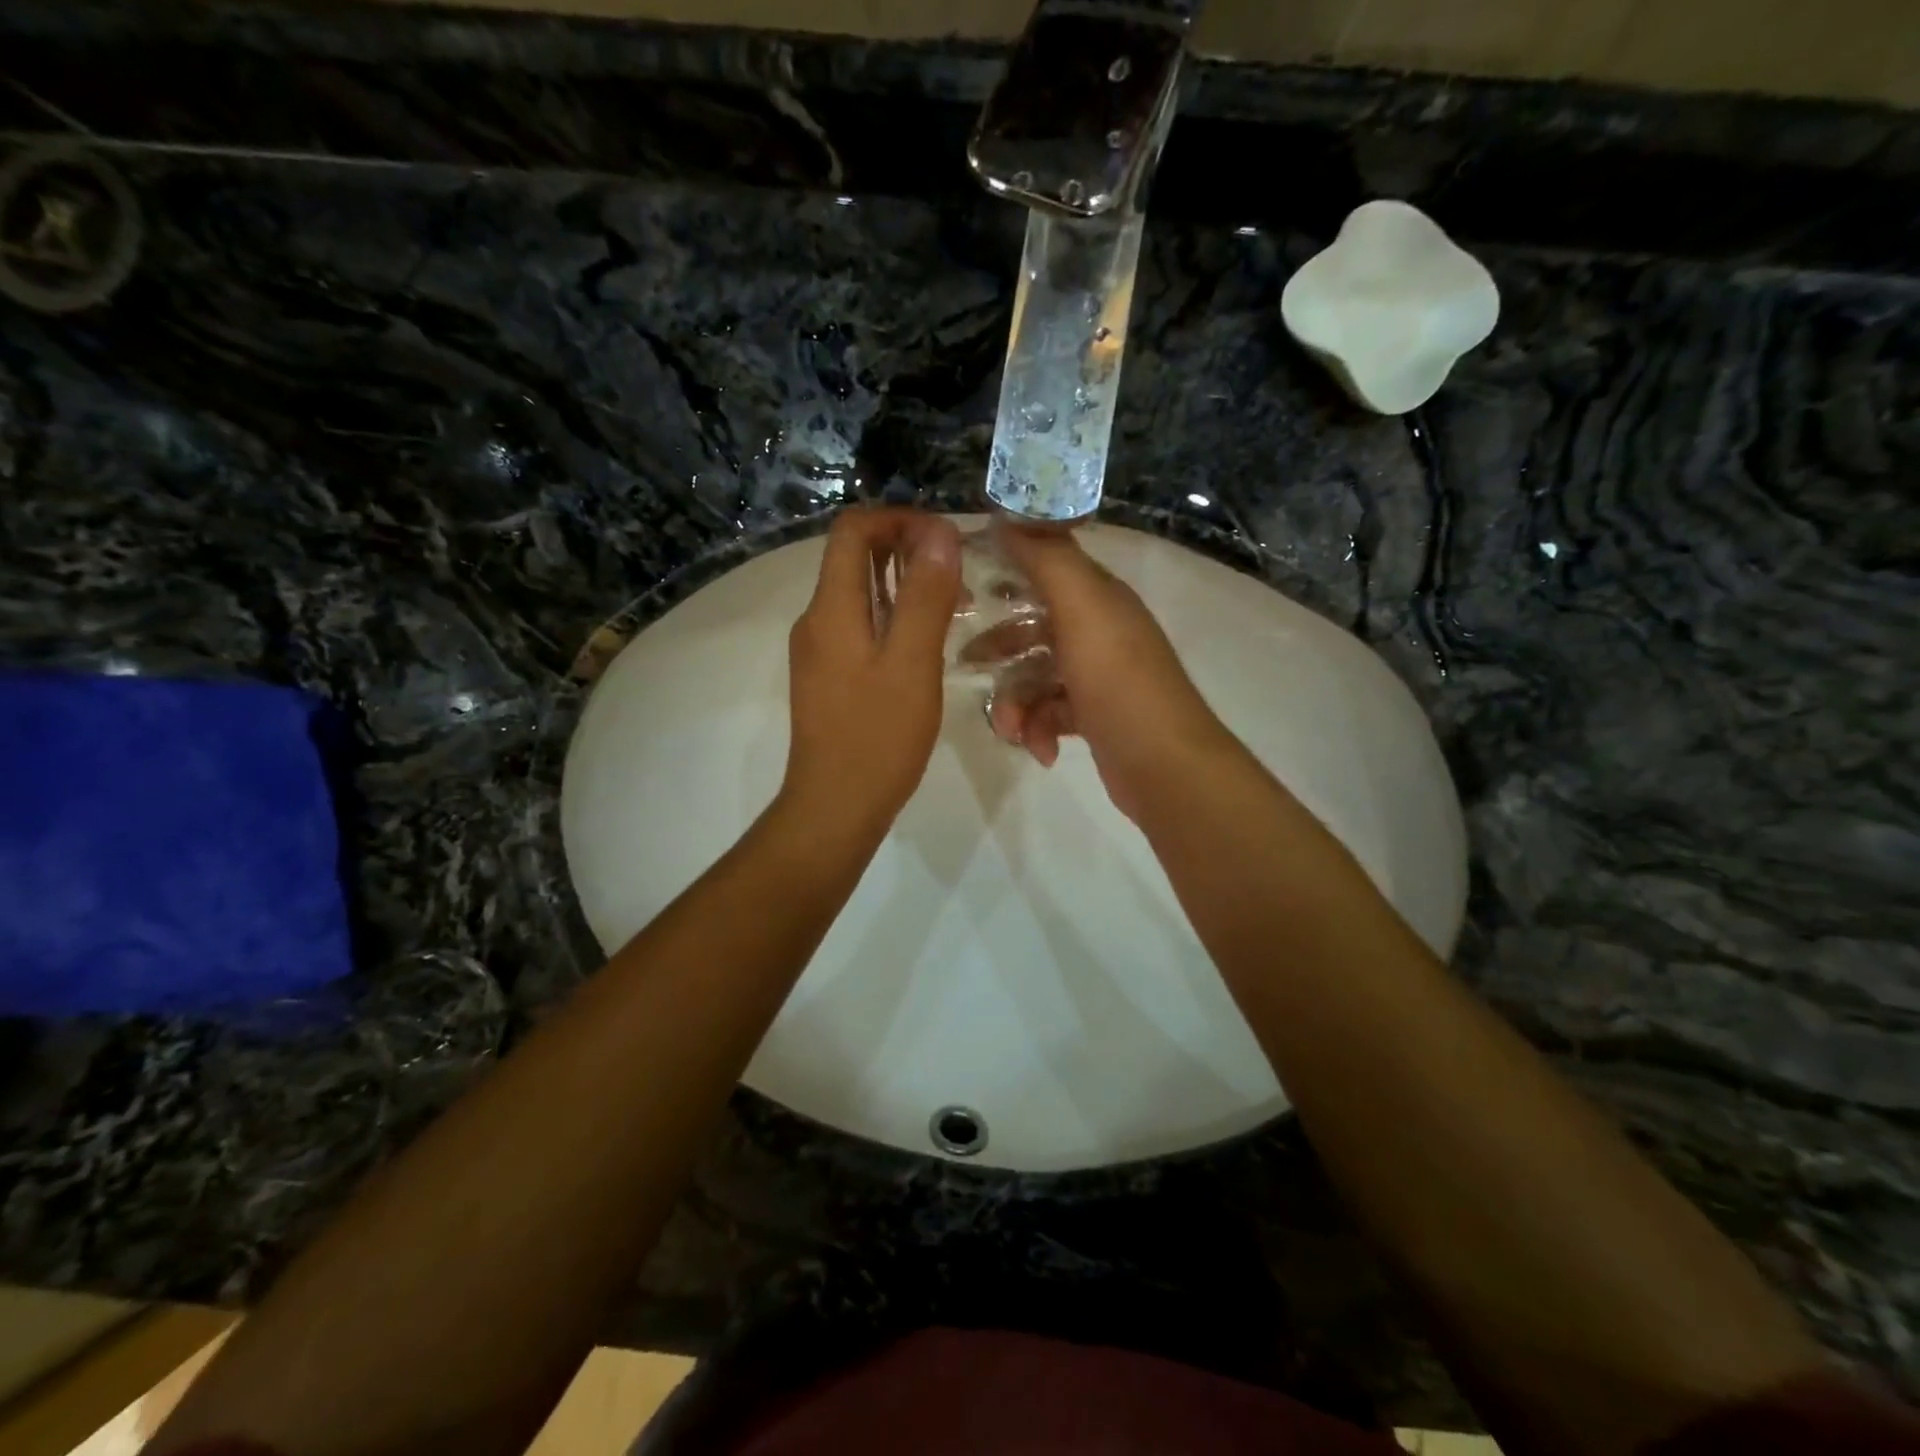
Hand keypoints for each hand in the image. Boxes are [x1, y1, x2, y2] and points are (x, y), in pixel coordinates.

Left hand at [778, 507, 961, 840]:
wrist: (835, 807)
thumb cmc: (877, 738)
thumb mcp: (912, 663)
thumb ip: (925, 596)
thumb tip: (939, 531)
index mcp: (831, 609)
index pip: (853, 530)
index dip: (899, 520)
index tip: (945, 540)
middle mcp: (817, 620)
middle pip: (854, 557)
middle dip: (907, 550)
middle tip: (960, 573)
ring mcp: (820, 650)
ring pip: (861, 594)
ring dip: (905, 586)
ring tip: (957, 605)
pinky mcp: (829, 676)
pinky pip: (861, 626)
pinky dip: (895, 618)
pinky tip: (929, 642)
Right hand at [983, 524, 1235, 819]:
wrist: (1163, 764)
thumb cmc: (1118, 681)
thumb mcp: (1082, 608)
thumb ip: (1047, 559)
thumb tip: (1008, 516)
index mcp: (1099, 598)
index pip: (1046, 567)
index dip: (1005, 570)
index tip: (963, 588)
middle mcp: (1100, 631)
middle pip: (1033, 628)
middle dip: (999, 650)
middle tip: (966, 664)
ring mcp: (1098, 677)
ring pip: (1036, 678)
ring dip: (1016, 704)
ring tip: (1012, 731)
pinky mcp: (1094, 718)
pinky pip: (1050, 714)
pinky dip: (1039, 731)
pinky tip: (1041, 751)